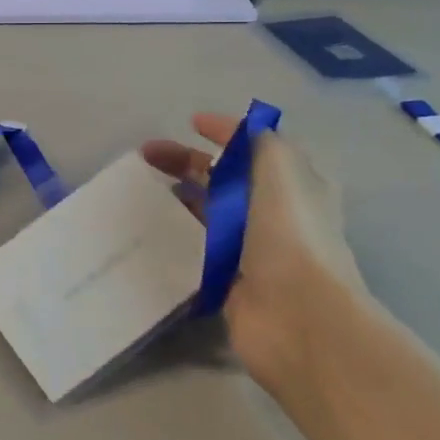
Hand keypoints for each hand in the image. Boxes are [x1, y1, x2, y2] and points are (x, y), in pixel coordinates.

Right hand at [142, 115, 366, 394]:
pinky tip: (149, 228)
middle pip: (225, 179)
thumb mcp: (281, 169)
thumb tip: (234, 129)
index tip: (190, 123)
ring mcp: (250, 250)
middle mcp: (274, 215)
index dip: (226, 132)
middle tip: (147, 155)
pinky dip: (175, 236)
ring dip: (179, 197)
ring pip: (209, 213)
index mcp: (294, 186)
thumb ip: (258, 141)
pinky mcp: (228, 280)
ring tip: (142, 188)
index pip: (255, 149)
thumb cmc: (290, 234)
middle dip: (188, 162)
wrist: (296, 317)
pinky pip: (196, 250)